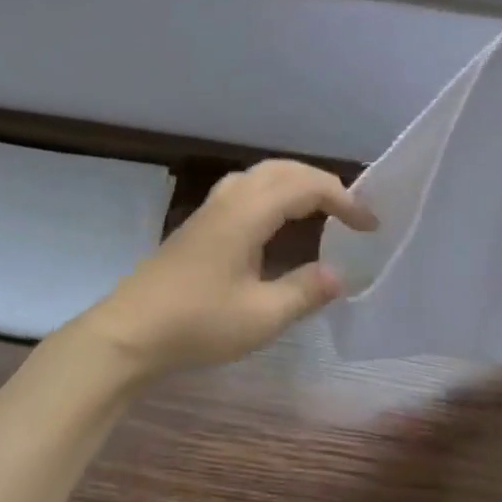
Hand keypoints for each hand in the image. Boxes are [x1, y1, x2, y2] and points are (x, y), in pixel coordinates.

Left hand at [81, 160, 375, 379]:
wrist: (130, 331)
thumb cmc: (197, 323)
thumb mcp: (261, 316)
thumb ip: (304, 291)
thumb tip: (339, 274)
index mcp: (249, 212)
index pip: (307, 186)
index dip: (344, 200)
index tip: (371, 225)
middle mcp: (232, 198)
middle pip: (285, 170)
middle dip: (323, 183)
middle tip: (352, 212)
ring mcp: (212, 207)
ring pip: (263, 174)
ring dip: (297, 182)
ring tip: (321, 207)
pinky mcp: (201, 221)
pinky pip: (247, 186)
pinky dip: (275, 190)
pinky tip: (276, 218)